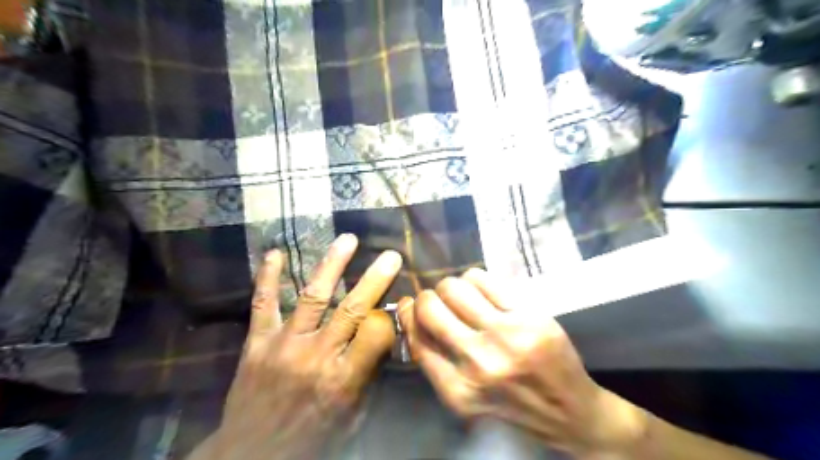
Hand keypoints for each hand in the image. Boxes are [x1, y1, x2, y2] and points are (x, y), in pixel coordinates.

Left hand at [204, 236, 396, 458]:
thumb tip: (385, 339)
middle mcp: (316, 356)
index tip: (398, 302)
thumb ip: (369, 377)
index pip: (376, 334)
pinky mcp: (257, 343)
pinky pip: (262, 304)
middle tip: (391, 255)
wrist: (252, 456)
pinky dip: (267, 277)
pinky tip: (275, 253)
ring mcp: (284, 345)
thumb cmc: (312, 438)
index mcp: (343, 379)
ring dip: (333, 265)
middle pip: (352, 309)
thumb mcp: (353, 418)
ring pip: (313, 296)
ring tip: (348, 240)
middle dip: (375, 279)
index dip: (390, 315)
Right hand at [402, 269, 650, 455]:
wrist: (568, 412)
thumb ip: (433, 359)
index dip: (407, 314)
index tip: (409, 304)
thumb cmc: (509, 403)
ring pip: (455, 287)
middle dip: (428, 297)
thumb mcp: (463, 396)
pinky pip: (482, 278)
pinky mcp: (528, 317)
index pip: (415, 336)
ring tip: (463, 297)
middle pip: (430, 306)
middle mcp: (478, 362)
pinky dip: (473, 279)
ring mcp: (506, 337)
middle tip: (438, 301)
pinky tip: (482, 291)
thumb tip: (409, 311)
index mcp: (456, 389)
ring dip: (451, 287)